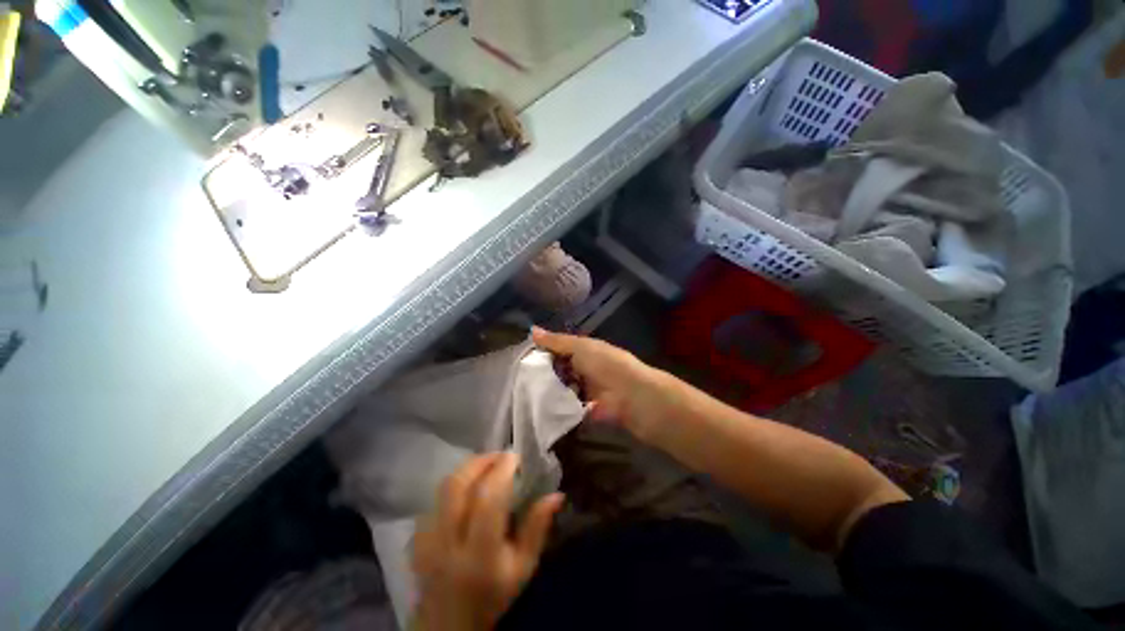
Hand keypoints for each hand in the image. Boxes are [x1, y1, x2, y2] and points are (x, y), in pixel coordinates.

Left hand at [413, 453, 563, 630]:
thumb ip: (538, 528)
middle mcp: (448, 543)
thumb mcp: (523, 568)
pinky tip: (468, 487)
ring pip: (444, 487)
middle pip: (458, 485)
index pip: (487, 500)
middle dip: (482, 461)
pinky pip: (435, 498)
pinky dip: (455, 484)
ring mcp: (427, 539)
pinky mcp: (418, 536)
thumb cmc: (493, 594)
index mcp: (479, 554)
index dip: (501, 471)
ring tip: (487, 464)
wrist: (449, 623)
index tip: (515, 456)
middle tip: (501, 455)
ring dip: (468, 468)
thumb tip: (556, 495)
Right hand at [532, 327, 675, 442]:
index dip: (543, 352)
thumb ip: (557, 341)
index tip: (521, 358)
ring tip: (523, 394)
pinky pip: (566, 407)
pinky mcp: (585, 411)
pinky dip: (555, 407)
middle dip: (543, 374)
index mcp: (585, 351)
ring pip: (560, 389)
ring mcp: (585, 391)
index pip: (559, 350)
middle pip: (558, 370)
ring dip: (548, 391)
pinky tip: (537, 409)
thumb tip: (532, 329)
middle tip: (519, 379)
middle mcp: (584, 369)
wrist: (632, 396)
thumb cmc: (606, 364)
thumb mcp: (581, 347)